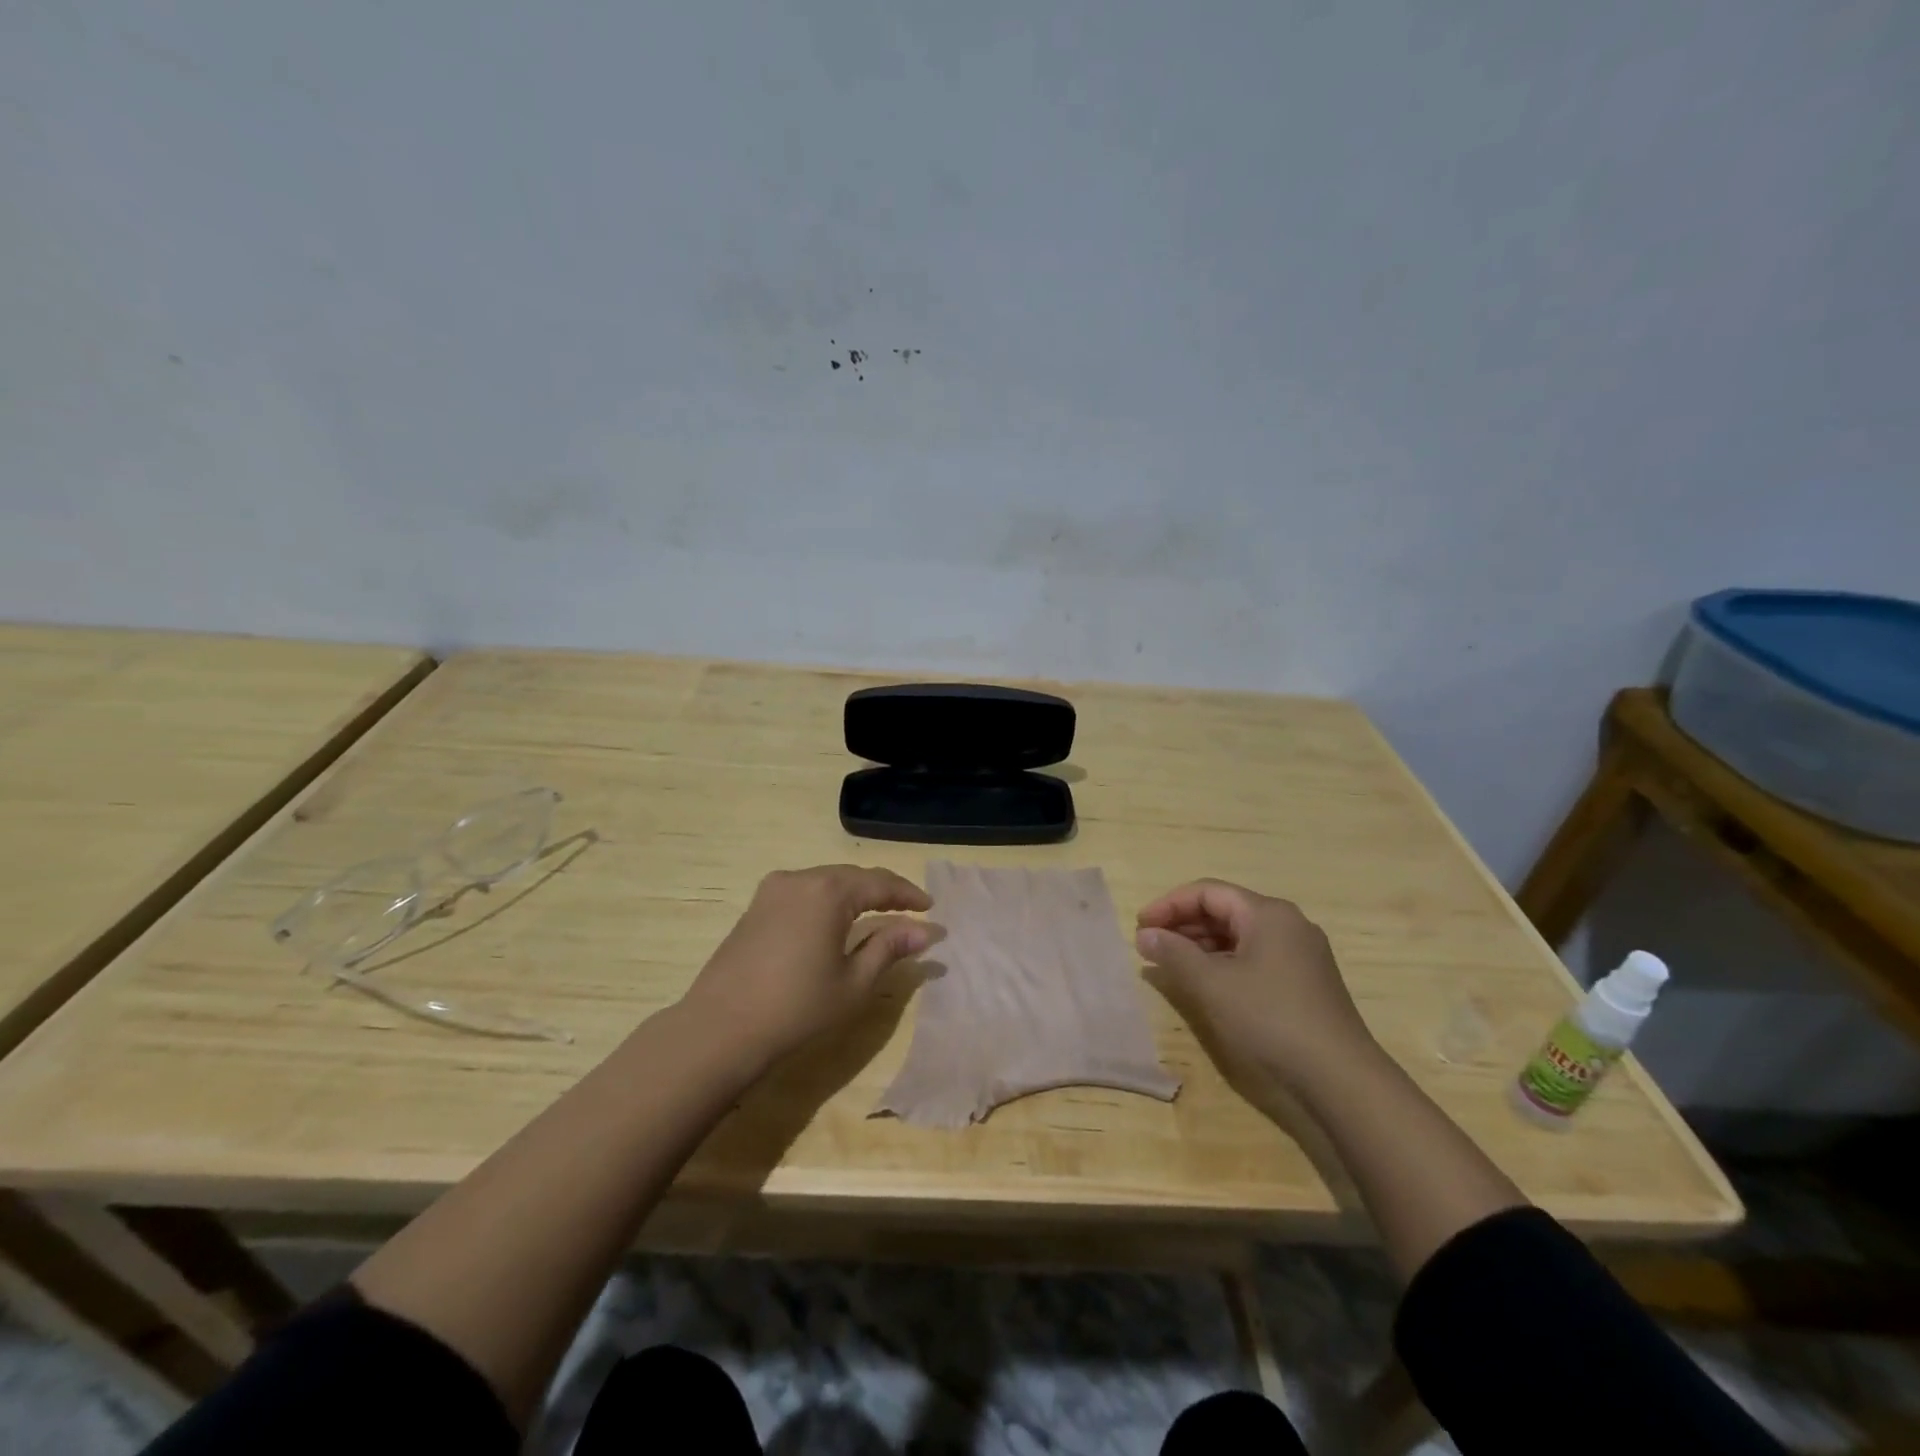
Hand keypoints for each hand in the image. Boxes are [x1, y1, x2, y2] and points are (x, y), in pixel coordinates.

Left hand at [680, 865, 934, 1069]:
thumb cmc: (797, 1008)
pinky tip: (835, 921)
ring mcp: (773, 890)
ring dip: (854, 894)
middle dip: (882, 891)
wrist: (720, 1029)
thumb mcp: (854, 982)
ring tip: (877, 913)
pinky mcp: (755, 907)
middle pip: (852, 876)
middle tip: (909, 909)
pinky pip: (803, 892)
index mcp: (829, 891)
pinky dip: (827, 901)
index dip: (908, 894)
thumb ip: (889, 948)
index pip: (879, 883)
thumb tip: (925, 931)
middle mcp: (800, 879)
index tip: (930, 907)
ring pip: (826, 882)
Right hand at [1135, 879, 1378, 1101]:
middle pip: (1225, 910)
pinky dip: (1224, 962)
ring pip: (1240, 935)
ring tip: (1171, 964)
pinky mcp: (1305, 981)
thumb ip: (1174, 954)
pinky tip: (1207, 983)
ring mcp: (1300, 953)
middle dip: (1184, 924)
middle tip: (1150, 945)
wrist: (1340, 1078)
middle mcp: (1288, 924)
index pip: (1208, 892)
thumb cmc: (1270, 1018)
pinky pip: (1255, 957)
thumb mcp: (1213, 984)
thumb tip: (1146, 935)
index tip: (1140, 926)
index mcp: (1268, 913)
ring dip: (1202, 944)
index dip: (1169, 905)